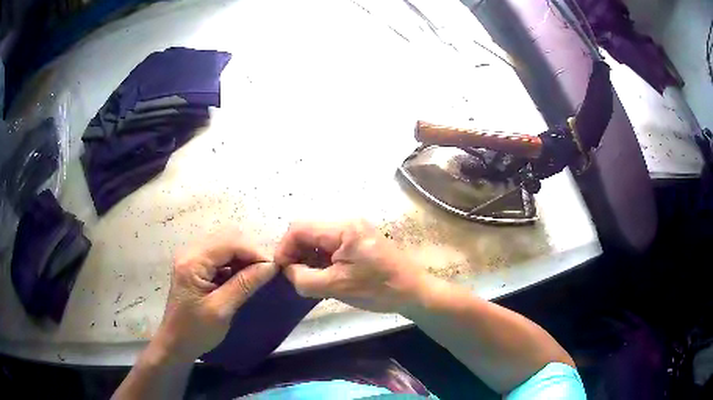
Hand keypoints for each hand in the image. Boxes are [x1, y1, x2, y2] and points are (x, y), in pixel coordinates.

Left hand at [152, 228, 277, 363]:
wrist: (176, 343)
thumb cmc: (196, 331)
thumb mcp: (222, 310)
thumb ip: (245, 285)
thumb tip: (270, 267)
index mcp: (193, 261)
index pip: (230, 242)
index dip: (254, 252)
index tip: (273, 270)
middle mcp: (190, 252)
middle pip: (227, 237)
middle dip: (249, 252)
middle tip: (265, 273)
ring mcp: (191, 257)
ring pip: (225, 244)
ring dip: (242, 257)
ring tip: (256, 276)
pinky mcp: (195, 265)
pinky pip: (219, 255)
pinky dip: (234, 263)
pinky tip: (241, 278)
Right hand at [274, 220, 428, 312]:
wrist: (414, 292)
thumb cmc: (379, 290)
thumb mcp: (337, 287)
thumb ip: (304, 278)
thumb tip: (288, 271)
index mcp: (343, 229)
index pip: (299, 228)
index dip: (284, 248)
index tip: (282, 271)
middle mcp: (348, 223)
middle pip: (308, 232)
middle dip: (296, 253)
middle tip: (295, 277)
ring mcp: (355, 231)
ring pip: (318, 239)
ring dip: (308, 258)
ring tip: (309, 280)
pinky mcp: (359, 241)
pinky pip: (330, 246)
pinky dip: (321, 260)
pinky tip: (323, 277)